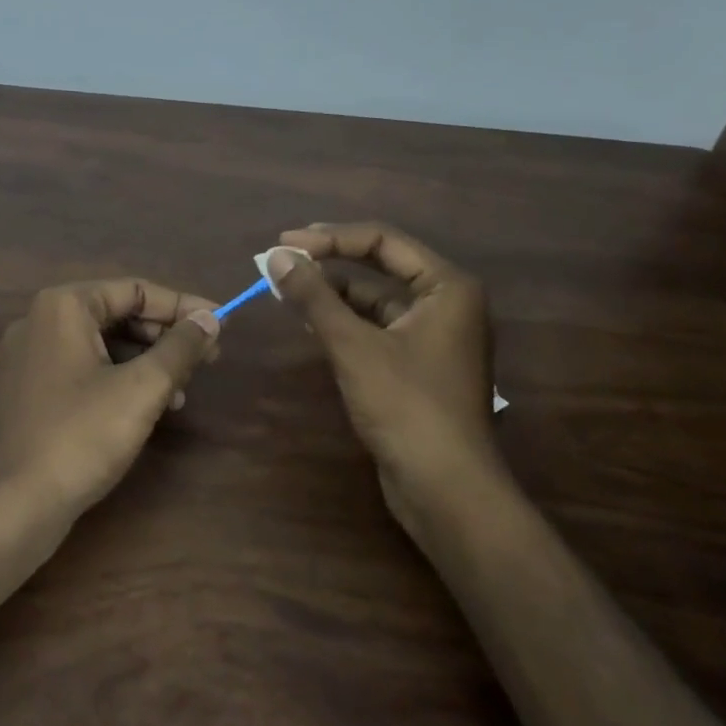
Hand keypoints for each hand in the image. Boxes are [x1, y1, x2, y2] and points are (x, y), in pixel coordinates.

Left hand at [0, 279, 220, 524]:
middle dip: (165, 336)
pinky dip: (119, 379)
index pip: (135, 290)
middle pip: (117, 314)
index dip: (183, 306)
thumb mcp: (142, 388)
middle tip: (208, 358)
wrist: (14, 502)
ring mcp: (30, 357)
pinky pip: (83, 369)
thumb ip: (180, 347)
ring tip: (183, 390)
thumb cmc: (81, 435)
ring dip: (146, 361)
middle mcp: (40, 320)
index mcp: (64, 306)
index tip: (221, 324)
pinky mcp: (29, 390)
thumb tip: (210, 319)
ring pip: (102, 344)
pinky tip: (149, 407)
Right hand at [266, 223, 501, 522]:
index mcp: (447, 286)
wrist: (445, 488)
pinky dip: (343, 321)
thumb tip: (278, 257)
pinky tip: (309, 321)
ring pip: (375, 299)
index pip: (382, 240)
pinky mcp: (418, 364)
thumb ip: (314, 297)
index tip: (284, 244)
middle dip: (329, 263)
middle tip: (282, 262)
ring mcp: (434, 335)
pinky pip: (376, 327)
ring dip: (332, 292)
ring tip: (286, 289)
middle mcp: (446, 303)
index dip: (330, 238)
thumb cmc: (406, 406)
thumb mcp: (353, 345)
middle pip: (380, 265)